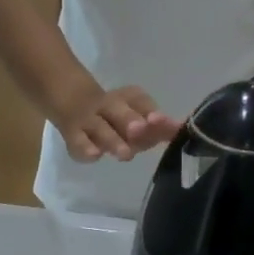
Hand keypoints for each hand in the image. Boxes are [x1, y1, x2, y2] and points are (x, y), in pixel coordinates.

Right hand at [58, 85, 181, 163]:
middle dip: (129, 120)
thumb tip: (181, 130)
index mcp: (126, 97)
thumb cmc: (116, 116)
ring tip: (125, 154)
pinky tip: (94, 156)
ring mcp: (88, 121)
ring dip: (112, 140)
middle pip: (116, 110)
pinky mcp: (73, 136)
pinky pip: (77, 142)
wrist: (72, 102)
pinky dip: (85, 149)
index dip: (149, 110)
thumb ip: (158, 126)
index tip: (160, 121)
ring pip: (99, 128)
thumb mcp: (137, 116)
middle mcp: (107, 106)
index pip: (138, 100)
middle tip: (139, 130)